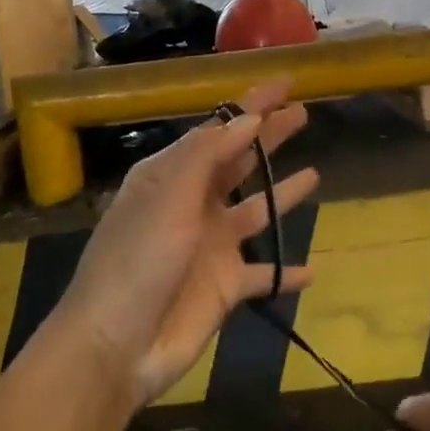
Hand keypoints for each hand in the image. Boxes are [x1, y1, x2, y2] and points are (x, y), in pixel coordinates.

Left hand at [54, 81, 317, 406]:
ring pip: (256, 210)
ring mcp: (211, 246)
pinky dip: (286, 272)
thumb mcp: (168, 197)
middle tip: (304, 112)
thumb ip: (208, 155)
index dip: (252, 104)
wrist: (114, 348)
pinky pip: (264, 273)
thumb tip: (248, 117)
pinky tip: (312, 270)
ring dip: (282, 193)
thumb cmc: (137, 261)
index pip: (219, 129)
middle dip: (269, 137)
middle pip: (240, 161)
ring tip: (315, 173)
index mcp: (172, 175)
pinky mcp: (225, 286)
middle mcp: (194, 204)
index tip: (285, 82)